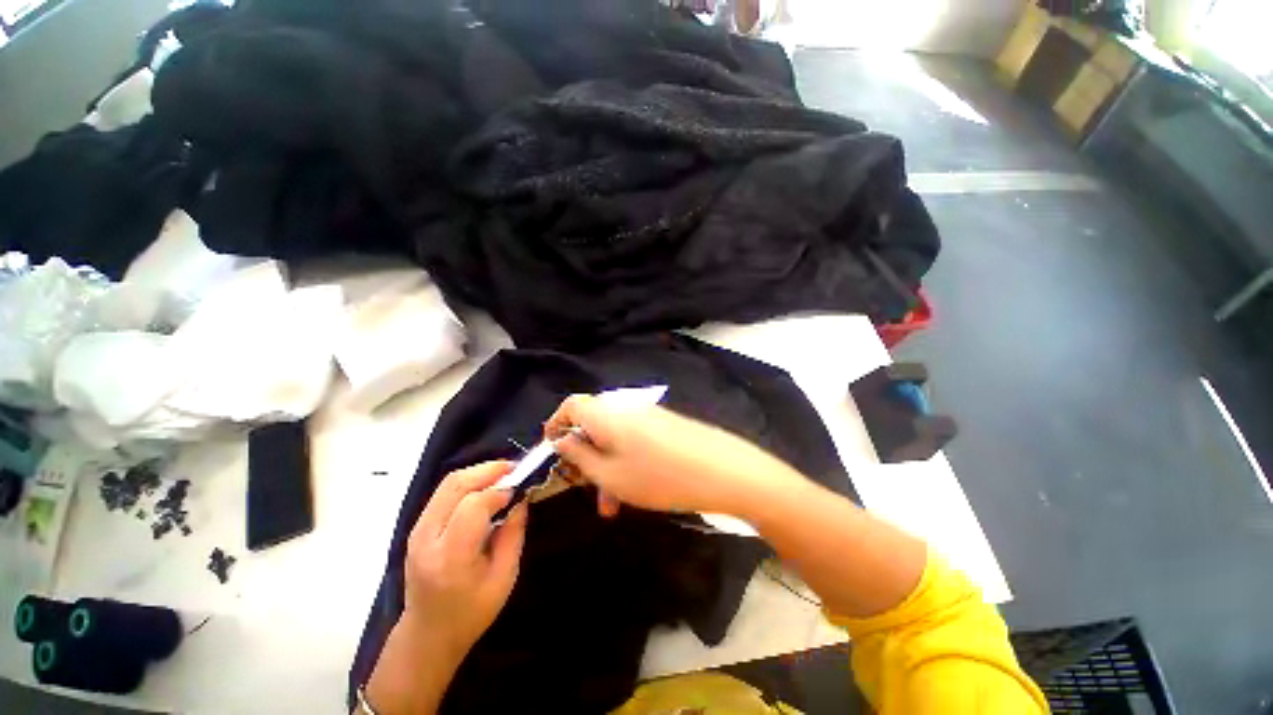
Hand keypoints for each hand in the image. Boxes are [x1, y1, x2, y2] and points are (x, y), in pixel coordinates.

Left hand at [402, 461, 527, 660]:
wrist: (427, 635)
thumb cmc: (471, 613)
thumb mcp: (504, 578)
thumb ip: (513, 534)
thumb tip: (521, 498)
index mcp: (450, 558)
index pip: (472, 506)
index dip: (499, 491)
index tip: (519, 490)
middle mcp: (427, 539)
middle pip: (456, 485)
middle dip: (489, 470)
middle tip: (515, 468)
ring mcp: (417, 531)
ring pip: (448, 483)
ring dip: (479, 472)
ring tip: (504, 473)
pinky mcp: (417, 527)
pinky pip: (444, 492)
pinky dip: (468, 481)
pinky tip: (486, 486)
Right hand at [545, 395, 788, 517]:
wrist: (722, 470)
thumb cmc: (659, 476)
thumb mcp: (610, 475)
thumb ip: (579, 456)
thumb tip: (562, 440)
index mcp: (607, 413)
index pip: (571, 405)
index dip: (556, 423)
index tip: (552, 449)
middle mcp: (626, 408)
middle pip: (593, 424)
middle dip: (584, 457)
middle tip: (584, 488)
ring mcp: (648, 415)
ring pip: (614, 437)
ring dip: (606, 467)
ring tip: (612, 505)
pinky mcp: (665, 425)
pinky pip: (634, 439)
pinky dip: (626, 462)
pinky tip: (635, 490)